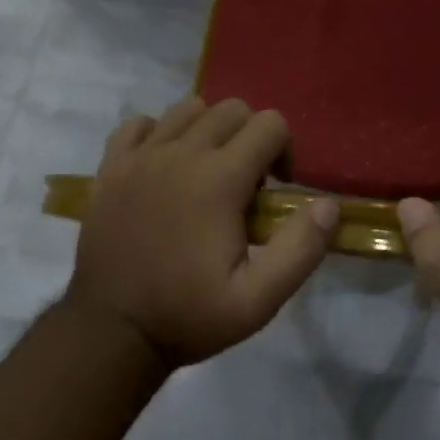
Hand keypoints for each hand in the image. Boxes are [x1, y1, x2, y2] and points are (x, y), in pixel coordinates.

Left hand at [68, 97, 338, 369]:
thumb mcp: (258, 300)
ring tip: (206, 172)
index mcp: (219, 179)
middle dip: (250, 136)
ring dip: (208, 131)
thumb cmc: (188, 315)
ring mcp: (141, 155)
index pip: (269, 124)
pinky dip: (158, 134)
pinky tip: (163, 166)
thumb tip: (328, 204)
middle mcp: (181, 153)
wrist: (111, 331)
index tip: (274, 190)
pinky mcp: (111, 165)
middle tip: (245, 184)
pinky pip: (139, 124)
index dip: (284, 150)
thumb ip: (301, 249)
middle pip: (231, 108)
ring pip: (188, 109)